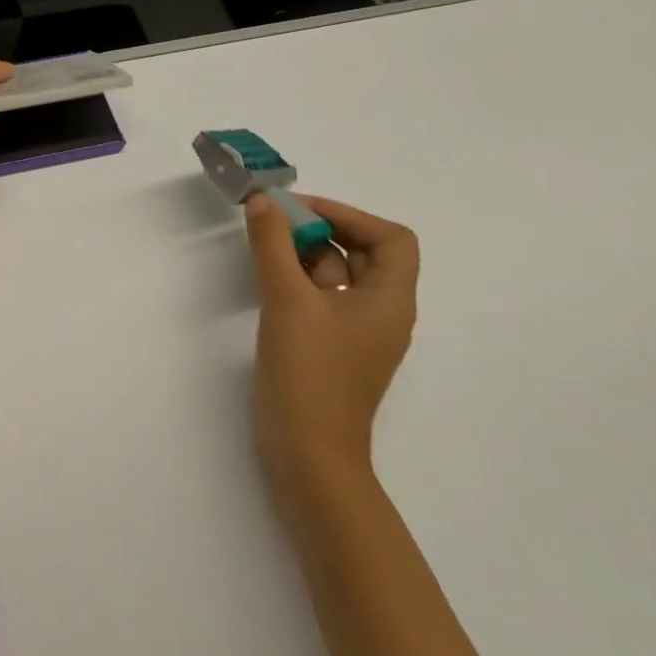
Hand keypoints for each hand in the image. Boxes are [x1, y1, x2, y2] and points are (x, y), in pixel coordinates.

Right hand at [248, 194, 419, 499]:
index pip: (392, 238)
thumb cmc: (309, 373)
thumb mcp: (287, 299)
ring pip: (339, 274)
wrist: (307, 455)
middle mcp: (381, 312)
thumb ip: (272, 244)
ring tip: (265, 245)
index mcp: (389, 300)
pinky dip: (298, 279)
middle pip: (364, 252)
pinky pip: (322, 297)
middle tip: (276, 221)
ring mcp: (356, 332)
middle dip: (322, 228)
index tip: (303, 210)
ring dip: (306, 252)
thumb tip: (263, 200)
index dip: (351, 215)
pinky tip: (267, 278)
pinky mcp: (332, 347)